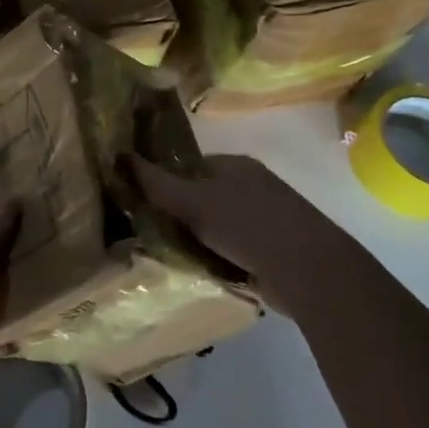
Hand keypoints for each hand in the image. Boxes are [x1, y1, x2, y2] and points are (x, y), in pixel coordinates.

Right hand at [130, 154, 338, 316]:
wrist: (308, 269)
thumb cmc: (246, 224)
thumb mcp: (192, 201)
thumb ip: (156, 183)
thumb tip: (120, 155)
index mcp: (236, 165)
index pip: (192, 165)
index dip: (168, 181)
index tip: (148, 204)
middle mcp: (254, 185)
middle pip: (207, 196)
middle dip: (186, 214)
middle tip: (158, 234)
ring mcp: (271, 217)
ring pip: (223, 225)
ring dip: (205, 240)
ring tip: (180, 258)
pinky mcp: (280, 249)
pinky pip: (240, 249)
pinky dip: (225, 259)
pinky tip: (211, 272)